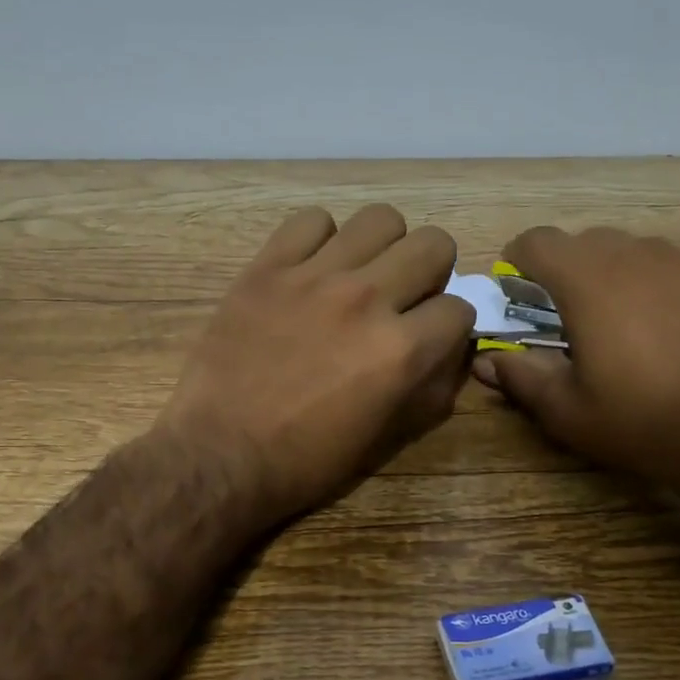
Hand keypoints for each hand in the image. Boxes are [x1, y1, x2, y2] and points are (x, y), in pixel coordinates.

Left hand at [157, 205, 475, 527]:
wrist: (219, 454)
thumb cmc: (304, 460)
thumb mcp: (384, 439)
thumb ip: (429, 390)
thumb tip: (451, 352)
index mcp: (401, 351)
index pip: (460, 308)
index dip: (450, 326)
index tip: (431, 336)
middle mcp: (368, 300)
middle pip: (434, 245)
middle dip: (431, 272)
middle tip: (403, 297)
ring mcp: (315, 277)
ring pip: (380, 219)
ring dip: (382, 247)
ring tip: (360, 274)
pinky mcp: (268, 268)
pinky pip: (311, 221)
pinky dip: (320, 240)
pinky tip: (310, 269)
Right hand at [474, 226, 679, 510]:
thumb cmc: (645, 424)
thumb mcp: (568, 412)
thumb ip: (520, 377)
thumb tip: (486, 360)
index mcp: (590, 281)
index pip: (537, 241)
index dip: (520, 263)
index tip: (522, 296)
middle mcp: (643, 255)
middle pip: (590, 243)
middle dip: (572, 274)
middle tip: (578, 322)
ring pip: (644, 255)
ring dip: (626, 281)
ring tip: (640, 333)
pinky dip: (676, 293)